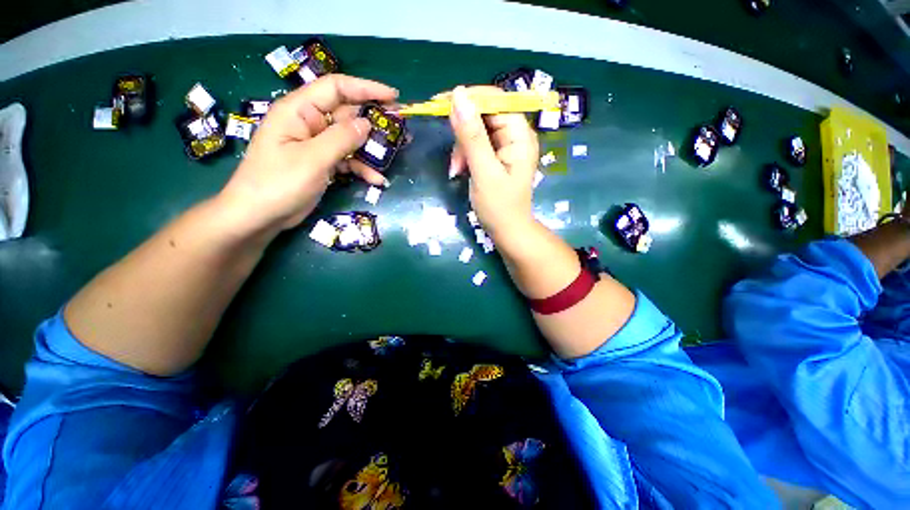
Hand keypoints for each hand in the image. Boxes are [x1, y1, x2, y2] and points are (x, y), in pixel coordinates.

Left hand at [219, 75, 397, 233]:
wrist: (260, 216)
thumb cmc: (278, 183)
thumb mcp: (312, 159)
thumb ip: (341, 139)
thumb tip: (367, 124)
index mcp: (299, 111)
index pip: (336, 88)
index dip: (365, 88)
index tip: (393, 96)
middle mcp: (309, 123)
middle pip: (347, 114)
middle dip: (374, 120)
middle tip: (400, 127)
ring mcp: (317, 145)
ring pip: (350, 139)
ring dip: (372, 148)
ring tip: (396, 153)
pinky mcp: (322, 163)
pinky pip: (347, 160)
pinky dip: (362, 168)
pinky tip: (377, 180)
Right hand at [448, 86, 538, 238]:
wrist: (507, 231)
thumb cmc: (499, 206)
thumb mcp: (483, 171)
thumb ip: (472, 135)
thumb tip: (458, 95)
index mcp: (520, 134)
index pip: (496, 100)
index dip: (469, 98)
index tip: (440, 103)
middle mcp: (515, 135)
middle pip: (484, 114)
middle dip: (463, 132)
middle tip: (452, 154)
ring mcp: (506, 146)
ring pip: (476, 130)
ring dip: (462, 147)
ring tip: (456, 169)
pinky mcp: (496, 156)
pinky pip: (476, 145)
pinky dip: (465, 155)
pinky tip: (460, 170)